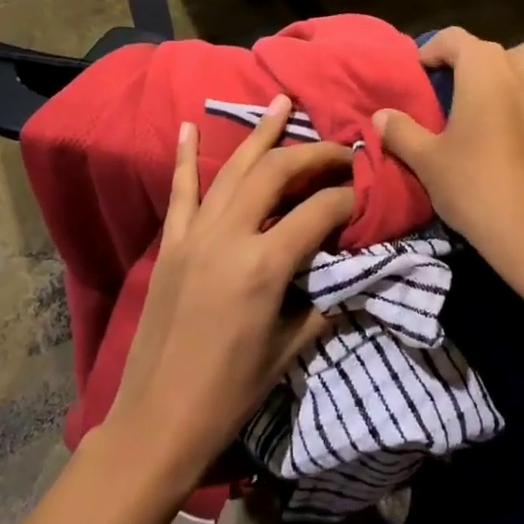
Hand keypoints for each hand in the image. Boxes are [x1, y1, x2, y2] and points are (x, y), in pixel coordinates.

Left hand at [102, 95, 355, 488]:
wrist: (158, 420)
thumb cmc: (230, 394)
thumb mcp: (289, 349)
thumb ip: (322, 302)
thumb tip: (349, 271)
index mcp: (264, 266)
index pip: (319, 212)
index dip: (348, 198)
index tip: (365, 193)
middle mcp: (229, 236)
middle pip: (276, 173)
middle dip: (313, 155)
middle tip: (340, 150)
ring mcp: (194, 235)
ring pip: (233, 169)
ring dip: (260, 134)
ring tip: (283, 103)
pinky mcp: (171, 244)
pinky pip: (180, 191)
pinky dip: (187, 157)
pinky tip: (191, 127)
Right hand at [373, 28, 523, 298]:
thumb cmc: (476, 185)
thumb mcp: (427, 160)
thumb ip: (402, 132)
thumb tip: (381, 116)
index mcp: (487, 69)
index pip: (456, 39)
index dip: (434, 49)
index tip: (419, 70)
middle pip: (516, 47)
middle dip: (490, 59)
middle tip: (468, 87)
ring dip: (520, 82)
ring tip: (492, 112)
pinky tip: (512, 144)